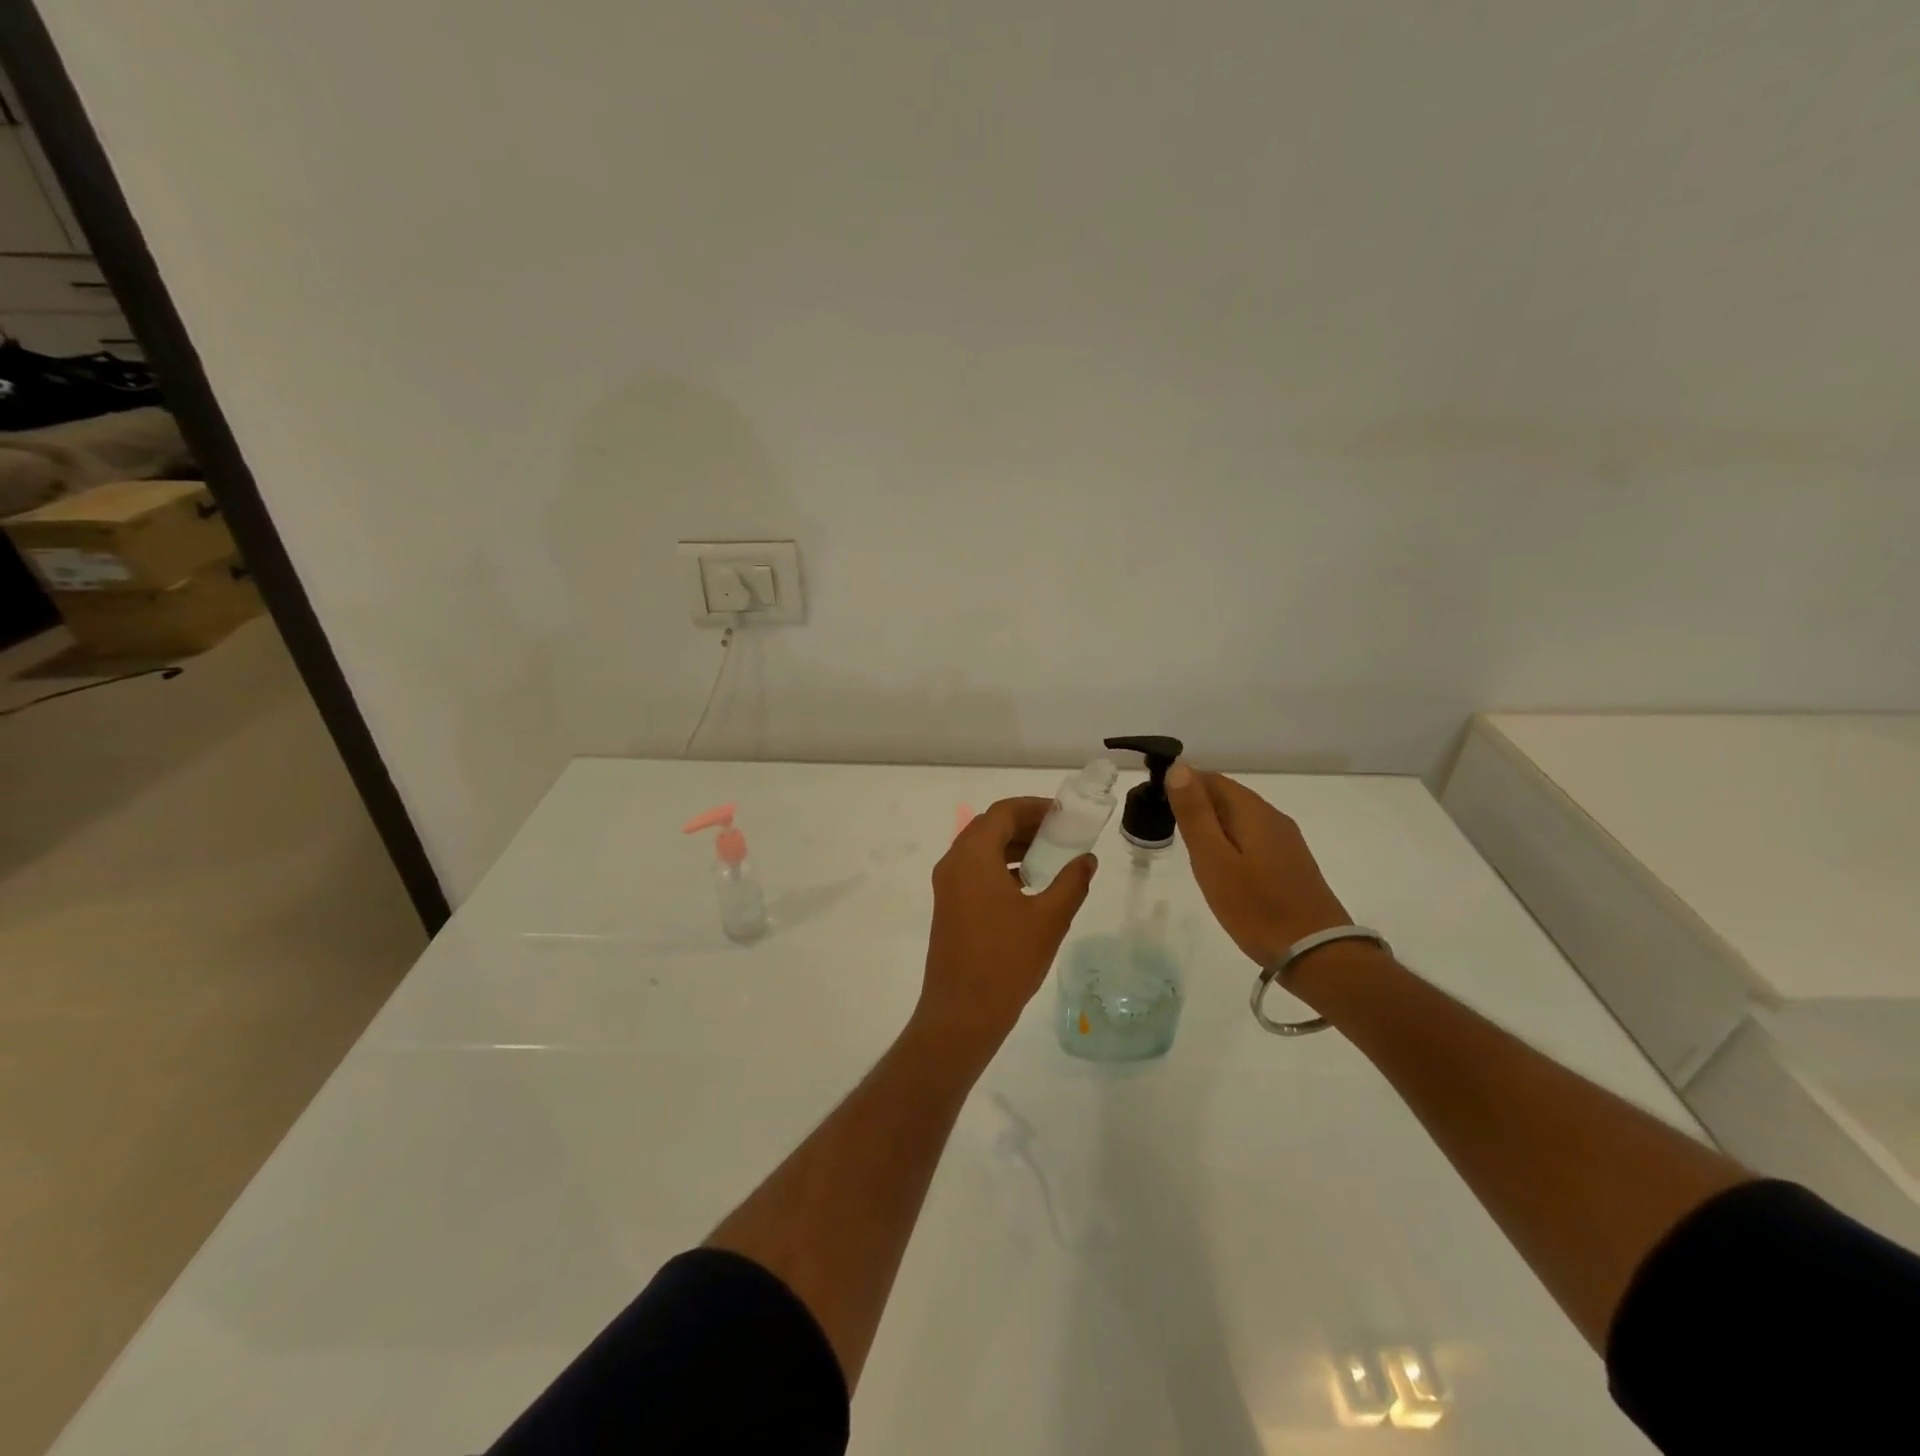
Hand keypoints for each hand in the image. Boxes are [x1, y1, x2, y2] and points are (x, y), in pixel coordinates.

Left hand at [916, 797, 1096, 1056]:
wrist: (961, 1014)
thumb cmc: (1006, 961)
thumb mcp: (1049, 919)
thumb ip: (1072, 882)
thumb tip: (1087, 860)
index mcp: (972, 856)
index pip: (1002, 812)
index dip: (1034, 807)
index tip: (1064, 814)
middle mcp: (954, 863)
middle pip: (989, 827)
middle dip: (1025, 824)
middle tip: (1061, 832)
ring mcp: (947, 887)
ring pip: (981, 850)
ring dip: (1013, 846)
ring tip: (1051, 856)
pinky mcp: (949, 907)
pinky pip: (975, 871)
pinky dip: (1001, 867)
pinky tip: (1029, 885)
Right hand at [1166, 762, 1350, 966]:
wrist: (1316, 954)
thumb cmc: (1256, 908)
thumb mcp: (1214, 860)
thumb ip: (1195, 814)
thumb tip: (1179, 767)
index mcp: (1253, 811)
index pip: (1211, 779)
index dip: (1181, 785)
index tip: (1156, 807)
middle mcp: (1273, 817)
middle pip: (1227, 796)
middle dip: (1196, 805)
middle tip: (1167, 831)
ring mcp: (1286, 841)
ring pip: (1240, 818)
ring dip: (1212, 825)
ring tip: (1189, 850)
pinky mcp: (1290, 863)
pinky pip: (1252, 838)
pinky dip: (1230, 842)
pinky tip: (1221, 867)